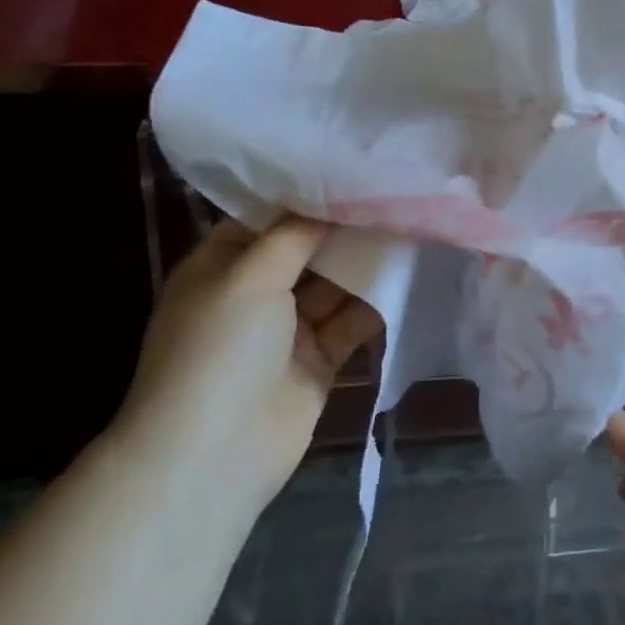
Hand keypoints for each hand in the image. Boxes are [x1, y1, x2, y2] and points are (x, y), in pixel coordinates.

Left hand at [110, 217, 381, 509]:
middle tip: (393, 196)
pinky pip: (351, 323)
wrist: (214, 453)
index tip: (352, 171)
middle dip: (345, 229)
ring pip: (334, 285)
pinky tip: (406, 277)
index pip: (266, 220)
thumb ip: (293, 236)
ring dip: (365, 263)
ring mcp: (287, 330)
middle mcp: (254, 294)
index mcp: (222, 268)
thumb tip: (327, 202)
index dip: (306, 196)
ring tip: (409, 229)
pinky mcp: (318, 361)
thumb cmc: (220, 350)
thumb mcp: (248, 278)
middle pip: (307, 251)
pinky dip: (374, 304)